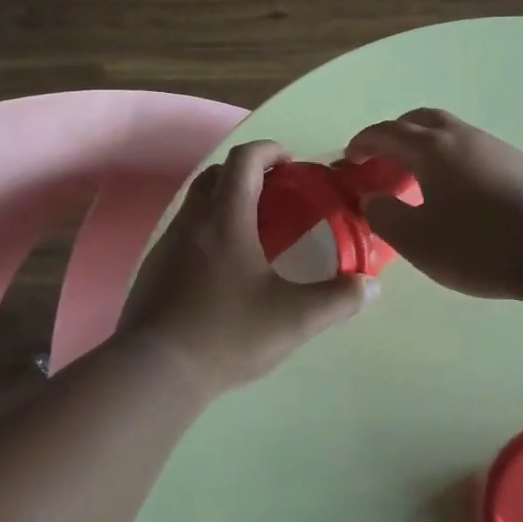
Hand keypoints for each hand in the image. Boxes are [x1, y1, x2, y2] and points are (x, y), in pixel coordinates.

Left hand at [118, 140, 375, 396]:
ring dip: (225, 202)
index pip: (244, 160)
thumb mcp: (293, 320)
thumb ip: (337, 300)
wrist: (153, 371)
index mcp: (226, 218)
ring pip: (197, 204)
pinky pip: (185, 232)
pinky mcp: (154, 269)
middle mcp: (192, 221)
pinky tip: (224, 269)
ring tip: (255, 233)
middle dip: (247, 173)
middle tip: (276, 196)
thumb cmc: (226, 333)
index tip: (292, 162)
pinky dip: (208, 231)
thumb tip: (369, 286)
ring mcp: (167, 244)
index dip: (269, 150)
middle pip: (216, 175)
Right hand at [345, 109, 522, 299]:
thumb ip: (386, 217)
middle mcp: (462, 137)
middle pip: (421, 119)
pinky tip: (461, 195)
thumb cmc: (481, 245)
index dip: (363, 142)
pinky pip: (474, 151)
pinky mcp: (522, 165)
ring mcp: (496, 147)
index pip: (386, 132)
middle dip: (395, 134)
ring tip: (420, 181)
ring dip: (427, 146)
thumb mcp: (419, 241)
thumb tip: (373, 200)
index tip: (349, 158)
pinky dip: (453, 161)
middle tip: (383, 160)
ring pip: (451, 133)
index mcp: (432, 148)